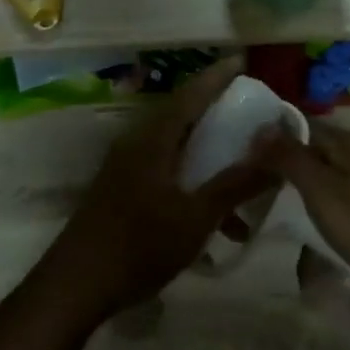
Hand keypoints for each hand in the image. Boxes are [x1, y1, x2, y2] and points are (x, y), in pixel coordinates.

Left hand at [35, 63, 275, 325]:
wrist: (73, 289)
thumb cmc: (138, 246)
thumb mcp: (196, 217)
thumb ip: (236, 185)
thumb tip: (276, 152)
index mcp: (154, 139)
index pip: (191, 95)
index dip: (217, 77)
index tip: (242, 61)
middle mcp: (138, 144)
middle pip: (183, 116)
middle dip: (217, 112)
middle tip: (250, 111)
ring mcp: (126, 168)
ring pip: (177, 149)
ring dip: (209, 159)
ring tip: (244, 176)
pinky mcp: (122, 192)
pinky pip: (166, 172)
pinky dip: (193, 184)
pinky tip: (216, 223)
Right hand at [254, 122, 349, 309]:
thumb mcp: (326, 195)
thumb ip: (292, 159)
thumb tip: (260, 125)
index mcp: (345, 142)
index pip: (296, 124)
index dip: (267, 137)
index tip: (238, 158)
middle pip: (312, 147)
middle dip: (282, 163)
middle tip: (250, 188)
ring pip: (328, 170)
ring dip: (303, 185)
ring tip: (277, 209)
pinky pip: (344, 189)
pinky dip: (324, 201)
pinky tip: (319, 222)